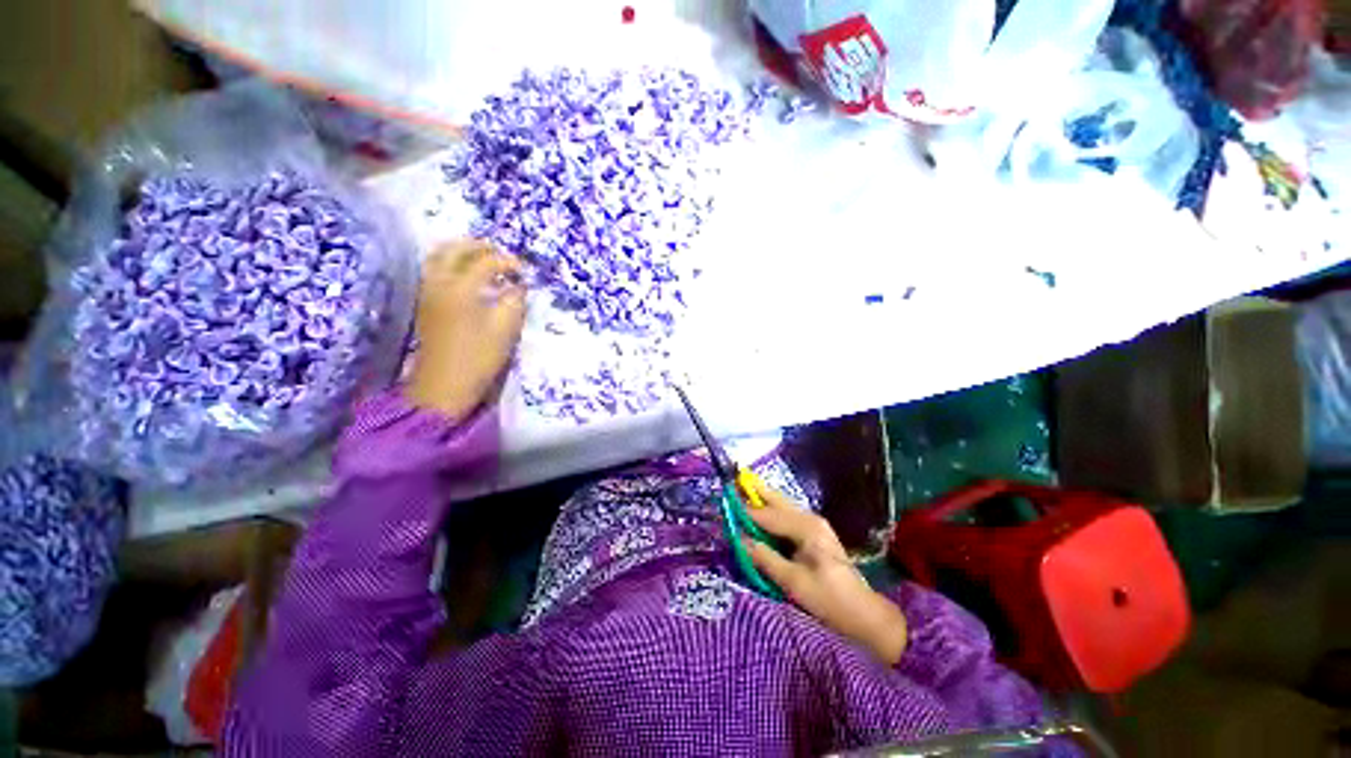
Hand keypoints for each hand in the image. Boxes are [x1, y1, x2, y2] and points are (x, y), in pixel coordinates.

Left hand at [407, 240, 526, 418]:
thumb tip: (518, 286)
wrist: (443, 385)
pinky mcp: (424, 302)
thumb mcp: (505, 330)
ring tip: (483, 258)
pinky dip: (450, 263)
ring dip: (462, 251)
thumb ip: (514, 302)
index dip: (507, 262)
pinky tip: (466, 274)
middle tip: (502, 254)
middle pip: (455, 250)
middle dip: (480, 247)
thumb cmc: (478, 358)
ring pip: (439, 257)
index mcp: (461, 289)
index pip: (486, 262)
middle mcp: (439, 283)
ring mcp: (427, 291)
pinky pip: (434, 269)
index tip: (524, 271)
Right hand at [745, 485, 907, 664]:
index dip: (746, 513)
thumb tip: (741, 541)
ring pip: (783, 506)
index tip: (726, 509)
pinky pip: (788, 517)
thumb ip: (765, 558)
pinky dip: (773, 514)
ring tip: (744, 493)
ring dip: (764, 501)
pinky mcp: (816, 534)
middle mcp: (810, 519)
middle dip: (757, 492)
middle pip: (778, 500)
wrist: (864, 614)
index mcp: (806, 528)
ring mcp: (815, 525)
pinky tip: (763, 516)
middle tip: (736, 480)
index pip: (768, 516)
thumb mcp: (794, 582)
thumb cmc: (829, 600)